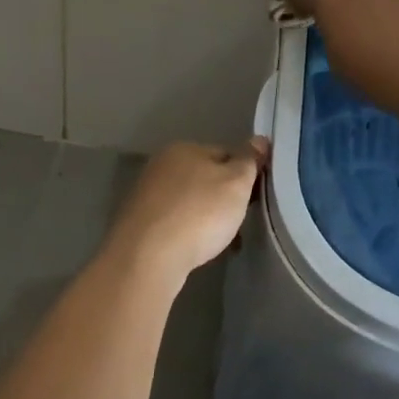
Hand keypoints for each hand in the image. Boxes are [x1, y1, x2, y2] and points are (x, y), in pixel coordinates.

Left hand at [107, 138, 266, 284]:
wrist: (147, 259)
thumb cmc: (198, 213)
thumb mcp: (236, 183)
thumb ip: (249, 161)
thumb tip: (260, 139)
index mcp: (184, 149)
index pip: (225, 153)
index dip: (244, 174)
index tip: (255, 197)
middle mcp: (161, 166)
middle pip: (205, 178)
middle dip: (224, 198)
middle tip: (240, 221)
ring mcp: (146, 196)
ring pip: (189, 203)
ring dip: (206, 218)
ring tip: (221, 242)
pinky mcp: (138, 225)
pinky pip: (174, 223)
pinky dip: (188, 233)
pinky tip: (196, 251)